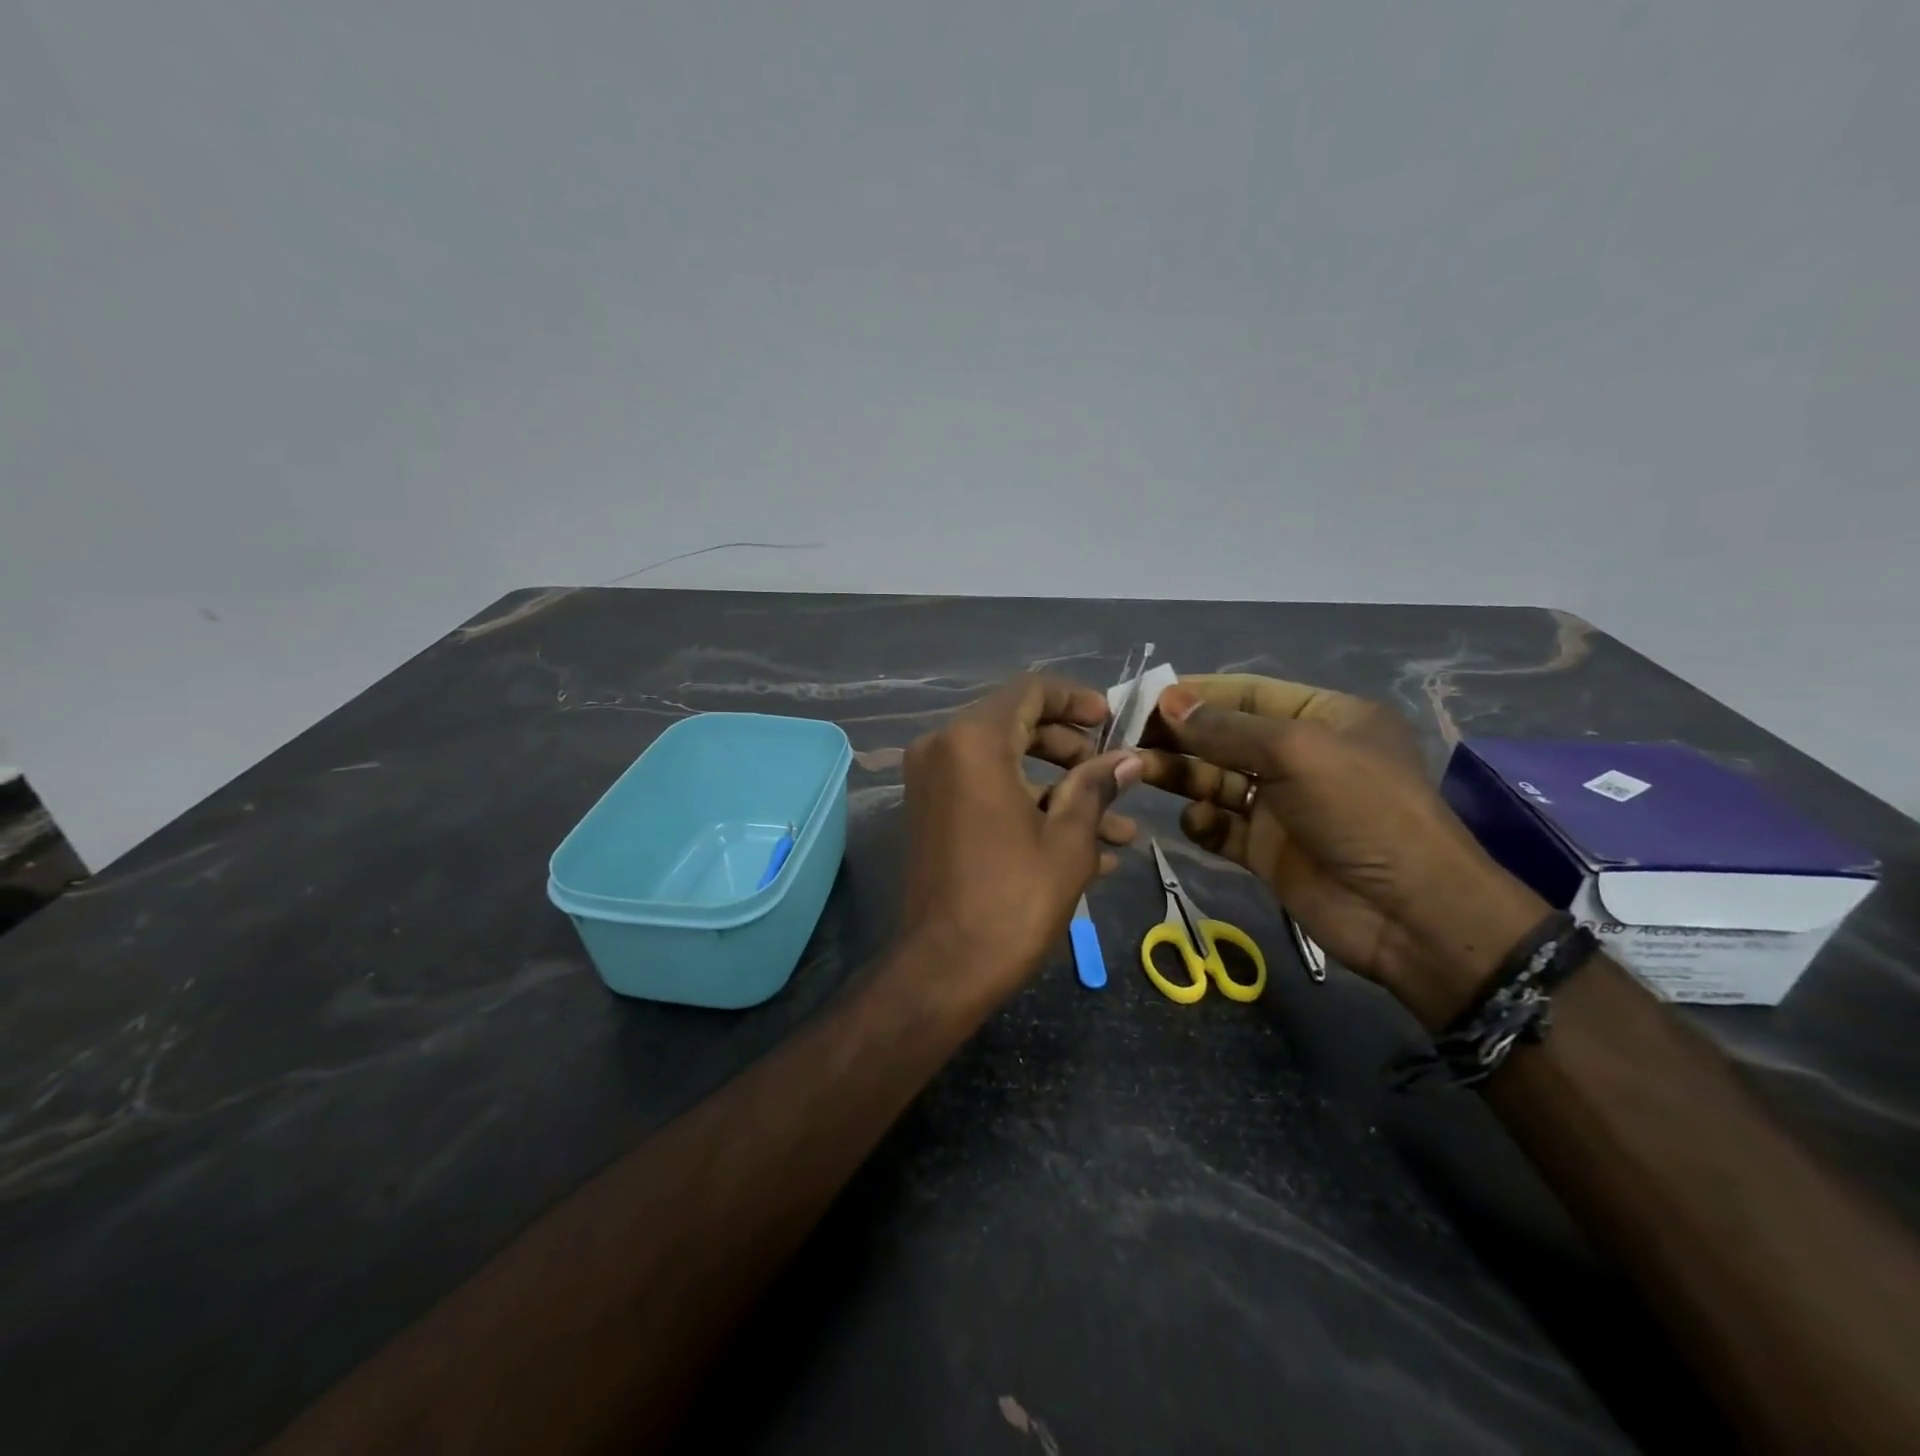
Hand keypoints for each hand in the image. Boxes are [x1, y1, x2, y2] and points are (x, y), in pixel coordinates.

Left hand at [896, 674, 1143, 1013]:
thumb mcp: (1068, 840)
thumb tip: (1130, 758)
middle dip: (1073, 749)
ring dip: (1060, 789)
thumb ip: (1097, 786)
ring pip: (1007, 763)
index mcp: (974, 741)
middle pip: (1018, 724)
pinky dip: (1029, 806)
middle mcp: (943, 748)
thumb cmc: (1013, 899)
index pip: (1030, 690)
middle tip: (1115, 777)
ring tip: (1120, 827)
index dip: (1077, 699)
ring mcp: (932, 782)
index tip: (1113, 721)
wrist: (945, 969)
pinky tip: (1087, 848)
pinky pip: (987, 791)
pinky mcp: (933, 813)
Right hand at [1139, 675, 1547, 1027]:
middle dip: (1179, 734)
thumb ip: (1226, 728)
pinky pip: (1221, 825)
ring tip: (1140, 772)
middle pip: (1224, 737)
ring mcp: (1282, 806)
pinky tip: (1199, 822)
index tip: (1143, 695)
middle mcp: (1300, 757)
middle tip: (1127, 735)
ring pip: (1216, 780)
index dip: (1195, 692)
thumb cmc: (1361, 811)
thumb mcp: (1295, 753)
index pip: (1246, 693)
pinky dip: (1203, 821)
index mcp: (1322, 718)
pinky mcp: (1266, 850)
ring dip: (1180, 774)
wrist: (1409, 915)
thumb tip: (1169, 700)